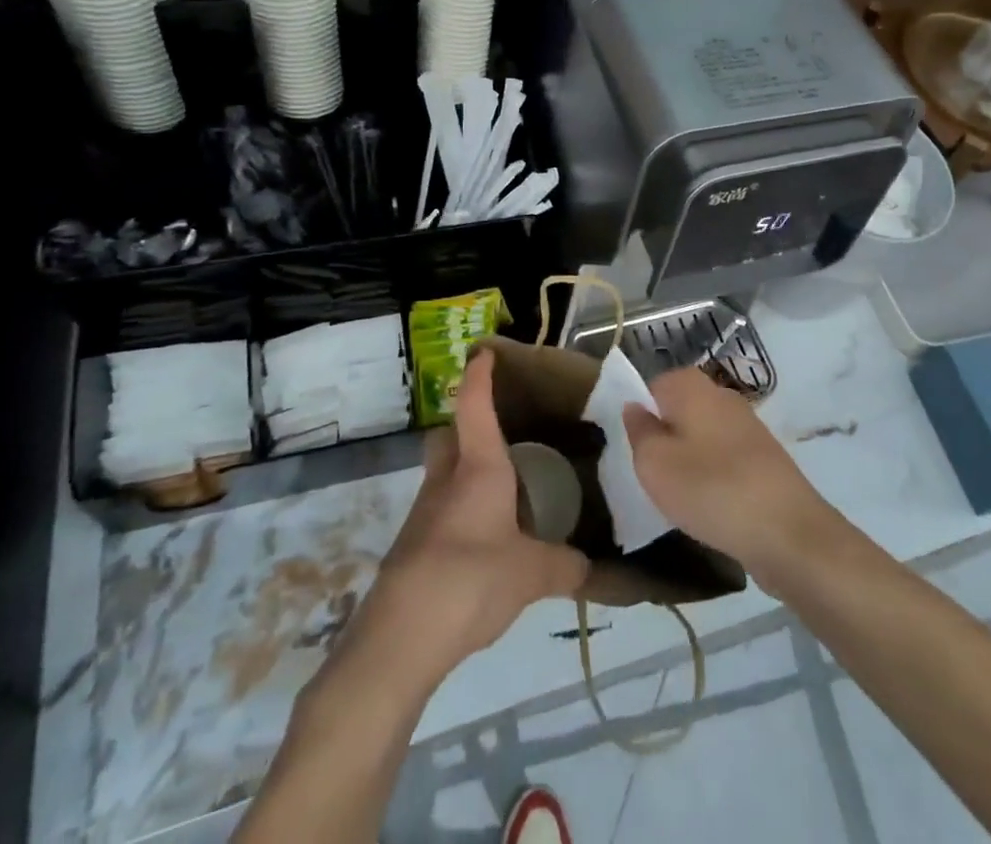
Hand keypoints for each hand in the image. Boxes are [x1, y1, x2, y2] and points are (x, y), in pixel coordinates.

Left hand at [355, 348, 588, 683]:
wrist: (400, 637)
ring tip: (502, 490)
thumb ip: (565, 566)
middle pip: (447, 436)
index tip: (483, 352)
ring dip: (464, 471)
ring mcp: (424, 513)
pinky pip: (440, 510)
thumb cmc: (470, 580)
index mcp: (478, 468)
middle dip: (466, 425)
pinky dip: (460, 511)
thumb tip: (590, 567)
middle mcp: (446, 480)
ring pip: (442, 474)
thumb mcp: (531, 575)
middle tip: (500, 434)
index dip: (479, 376)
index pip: (475, 406)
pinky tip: (484, 539)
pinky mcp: (413, 546)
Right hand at [623, 368, 831, 579]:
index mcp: (693, 386)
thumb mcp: (655, 464)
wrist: (789, 533)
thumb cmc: (711, 490)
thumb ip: (639, 431)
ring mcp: (747, 425)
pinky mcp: (764, 457)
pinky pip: (724, 457)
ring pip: (702, 434)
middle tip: (653, 475)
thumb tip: (634, 407)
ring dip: (688, 460)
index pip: (652, 386)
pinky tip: (711, 505)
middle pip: (679, 409)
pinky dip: (713, 476)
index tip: (634, 450)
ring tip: (680, 496)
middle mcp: (722, 395)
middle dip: (664, 438)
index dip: (639, 416)